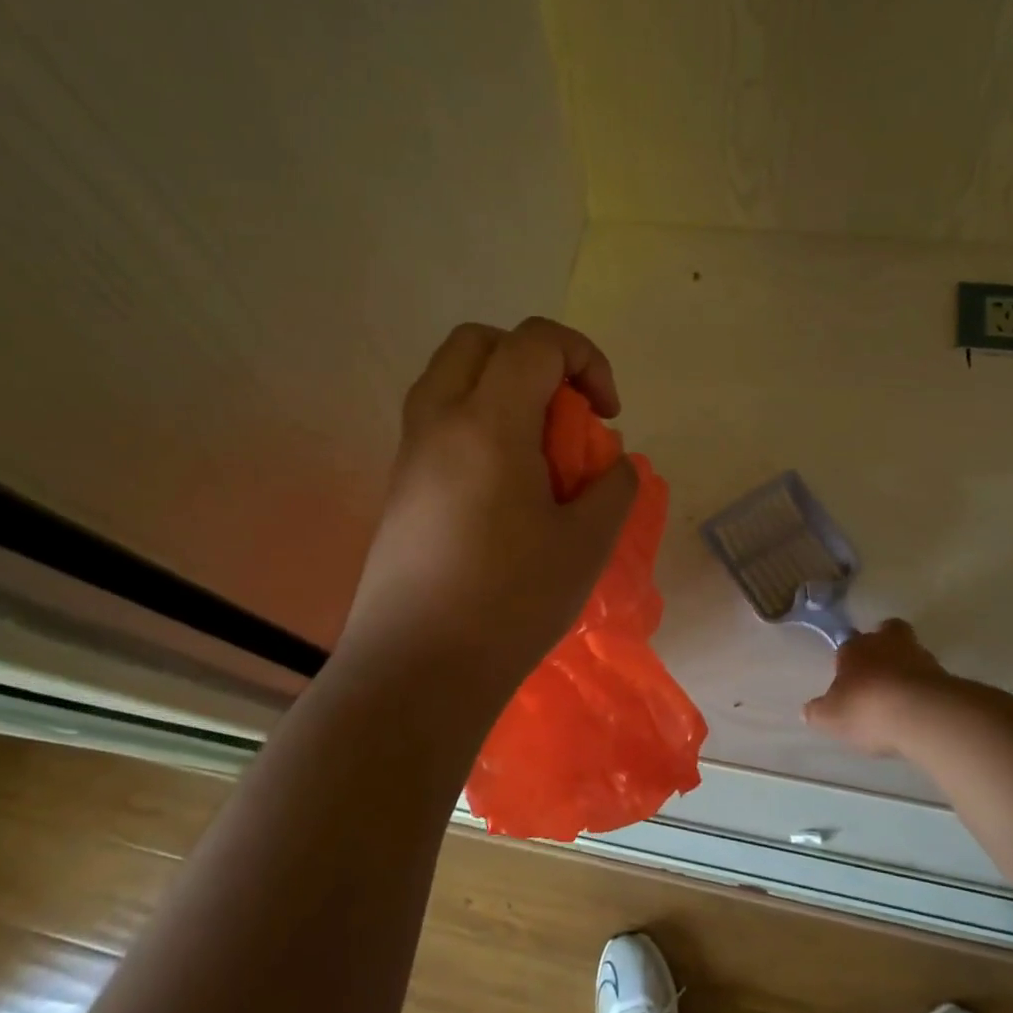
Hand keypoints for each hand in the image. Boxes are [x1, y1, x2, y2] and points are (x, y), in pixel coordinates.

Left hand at [335, 317, 637, 699]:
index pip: (535, 341)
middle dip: (534, 358)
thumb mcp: (587, 544)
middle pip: (480, 341)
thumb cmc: (510, 603)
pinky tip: (504, 489)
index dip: (585, 359)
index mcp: (488, 423)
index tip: (608, 414)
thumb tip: (610, 466)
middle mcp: (438, 422)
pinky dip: (478, 425)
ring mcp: (410, 454)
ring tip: (536, 451)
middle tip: (564, 414)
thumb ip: (613, 487)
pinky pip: (439, 423)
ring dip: (500, 390)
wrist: (417, 671)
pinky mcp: (399, 487)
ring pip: (451, 378)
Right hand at [802, 619, 965, 756]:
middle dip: (885, 645)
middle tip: (880, 669)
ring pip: (912, 653)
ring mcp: (921, 657)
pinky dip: (926, 690)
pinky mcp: (947, 676)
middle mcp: (886, 644)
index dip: (848, 660)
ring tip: (902, 697)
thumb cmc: (867, 709)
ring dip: (908, 669)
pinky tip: (920, 710)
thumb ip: (819, 712)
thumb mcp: (831, 718)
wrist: (922, 715)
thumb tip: (807, 711)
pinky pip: (932, 678)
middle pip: (888, 632)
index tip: (848, 679)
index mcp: (854, 648)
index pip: (848, 645)